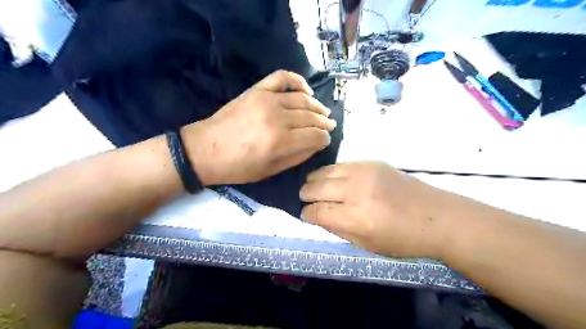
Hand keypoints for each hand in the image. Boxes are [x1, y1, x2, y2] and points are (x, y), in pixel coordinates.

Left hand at [182, 70, 336, 185]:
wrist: (205, 149)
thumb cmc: (238, 166)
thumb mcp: (270, 171)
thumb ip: (297, 157)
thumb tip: (316, 144)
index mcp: (280, 142)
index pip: (315, 136)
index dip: (324, 139)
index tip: (326, 140)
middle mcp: (278, 118)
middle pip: (311, 117)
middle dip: (324, 123)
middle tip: (330, 126)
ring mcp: (267, 100)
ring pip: (302, 99)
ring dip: (317, 106)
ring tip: (323, 112)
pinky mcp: (257, 90)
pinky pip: (283, 78)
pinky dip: (298, 81)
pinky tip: (306, 91)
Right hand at [298, 161, 451, 258]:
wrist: (436, 216)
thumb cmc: (402, 239)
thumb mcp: (366, 245)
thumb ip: (337, 229)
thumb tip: (316, 216)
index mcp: (355, 218)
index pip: (317, 212)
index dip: (306, 213)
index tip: (304, 214)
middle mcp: (356, 191)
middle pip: (316, 188)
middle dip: (305, 195)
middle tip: (304, 198)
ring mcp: (364, 172)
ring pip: (325, 171)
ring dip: (314, 180)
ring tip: (312, 186)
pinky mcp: (371, 162)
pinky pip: (341, 164)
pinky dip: (331, 172)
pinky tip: (332, 178)